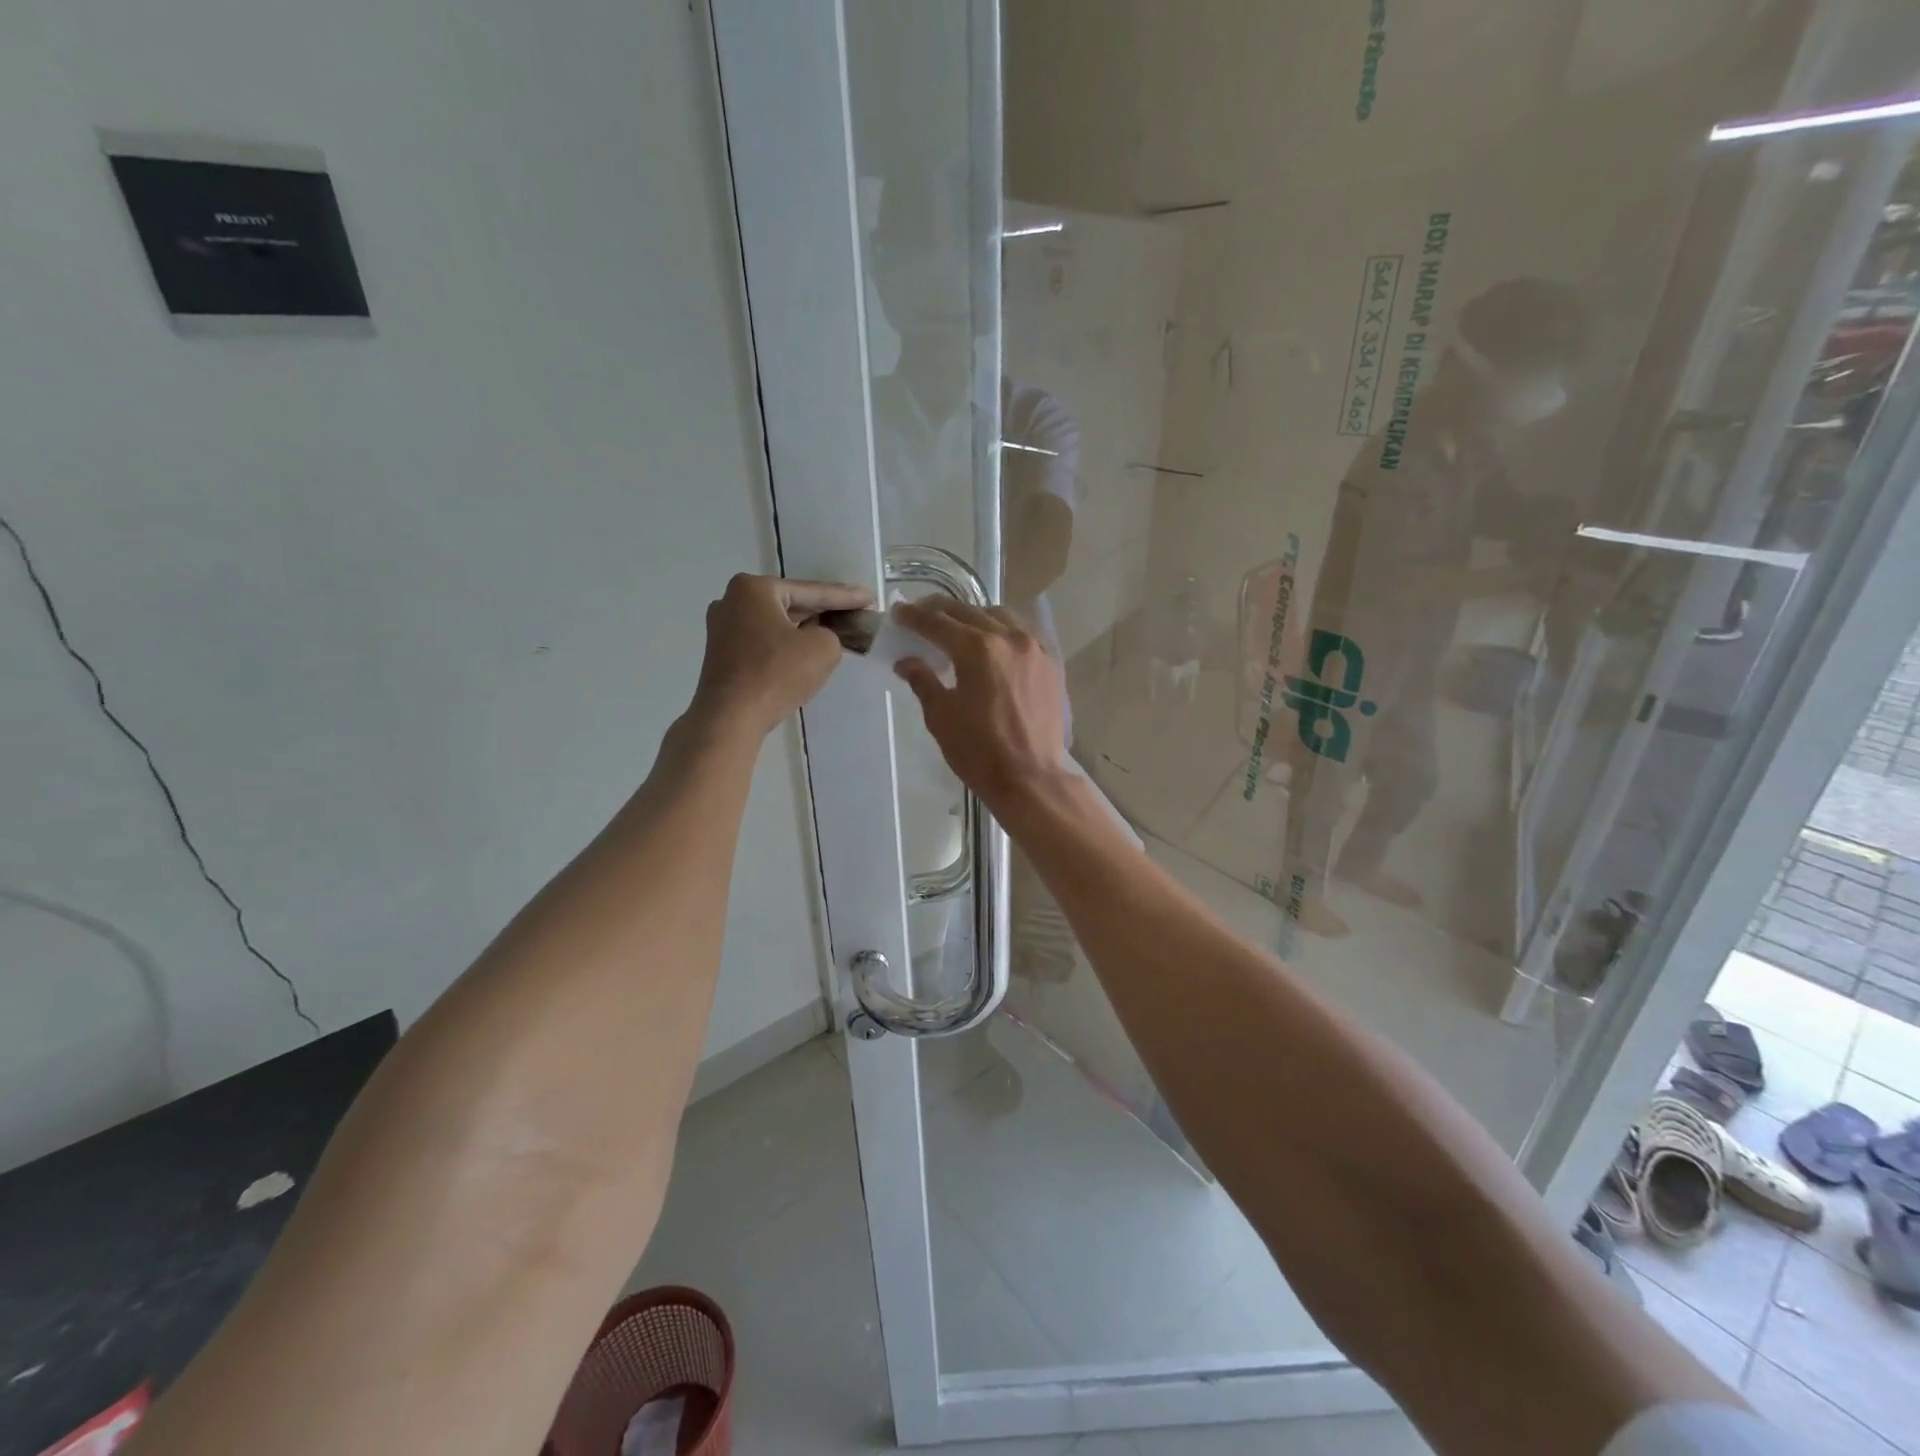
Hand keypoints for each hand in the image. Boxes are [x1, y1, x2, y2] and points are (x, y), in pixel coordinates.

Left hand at [692, 573, 871, 736]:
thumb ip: (832, 634)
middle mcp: (733, 600)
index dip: (846, 597)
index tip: (870, 598)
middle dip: (824, 611)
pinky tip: (805, 650)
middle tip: (855, 614)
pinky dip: (786, 644)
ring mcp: (722, 627)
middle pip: (791, 603)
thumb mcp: (823, 648)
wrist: (730, 717)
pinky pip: (763, 640)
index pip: (812, 591)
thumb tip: (820, 637)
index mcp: (755, 588)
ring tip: (836, 631)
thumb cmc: (777, 674)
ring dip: (805, 628)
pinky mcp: (722, 653)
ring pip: (777, 623)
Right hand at [893, 597, 1068, 812]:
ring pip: (999, 616)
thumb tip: (907, 661)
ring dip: (973, 616)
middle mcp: (1008, 637)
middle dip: (940, 611)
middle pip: (968, 612)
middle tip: (920, 614)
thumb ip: (923, 681)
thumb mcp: (941, 716)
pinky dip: (1003, 630)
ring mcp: (1035, 648)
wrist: (1031, 778)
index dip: (913, 617)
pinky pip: (1023, 633)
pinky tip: (993, 643)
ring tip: (957, 627)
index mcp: (977, 649)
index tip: (898, 613)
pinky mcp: (1051, 663)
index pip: (937, 623)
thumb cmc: (979, 751)